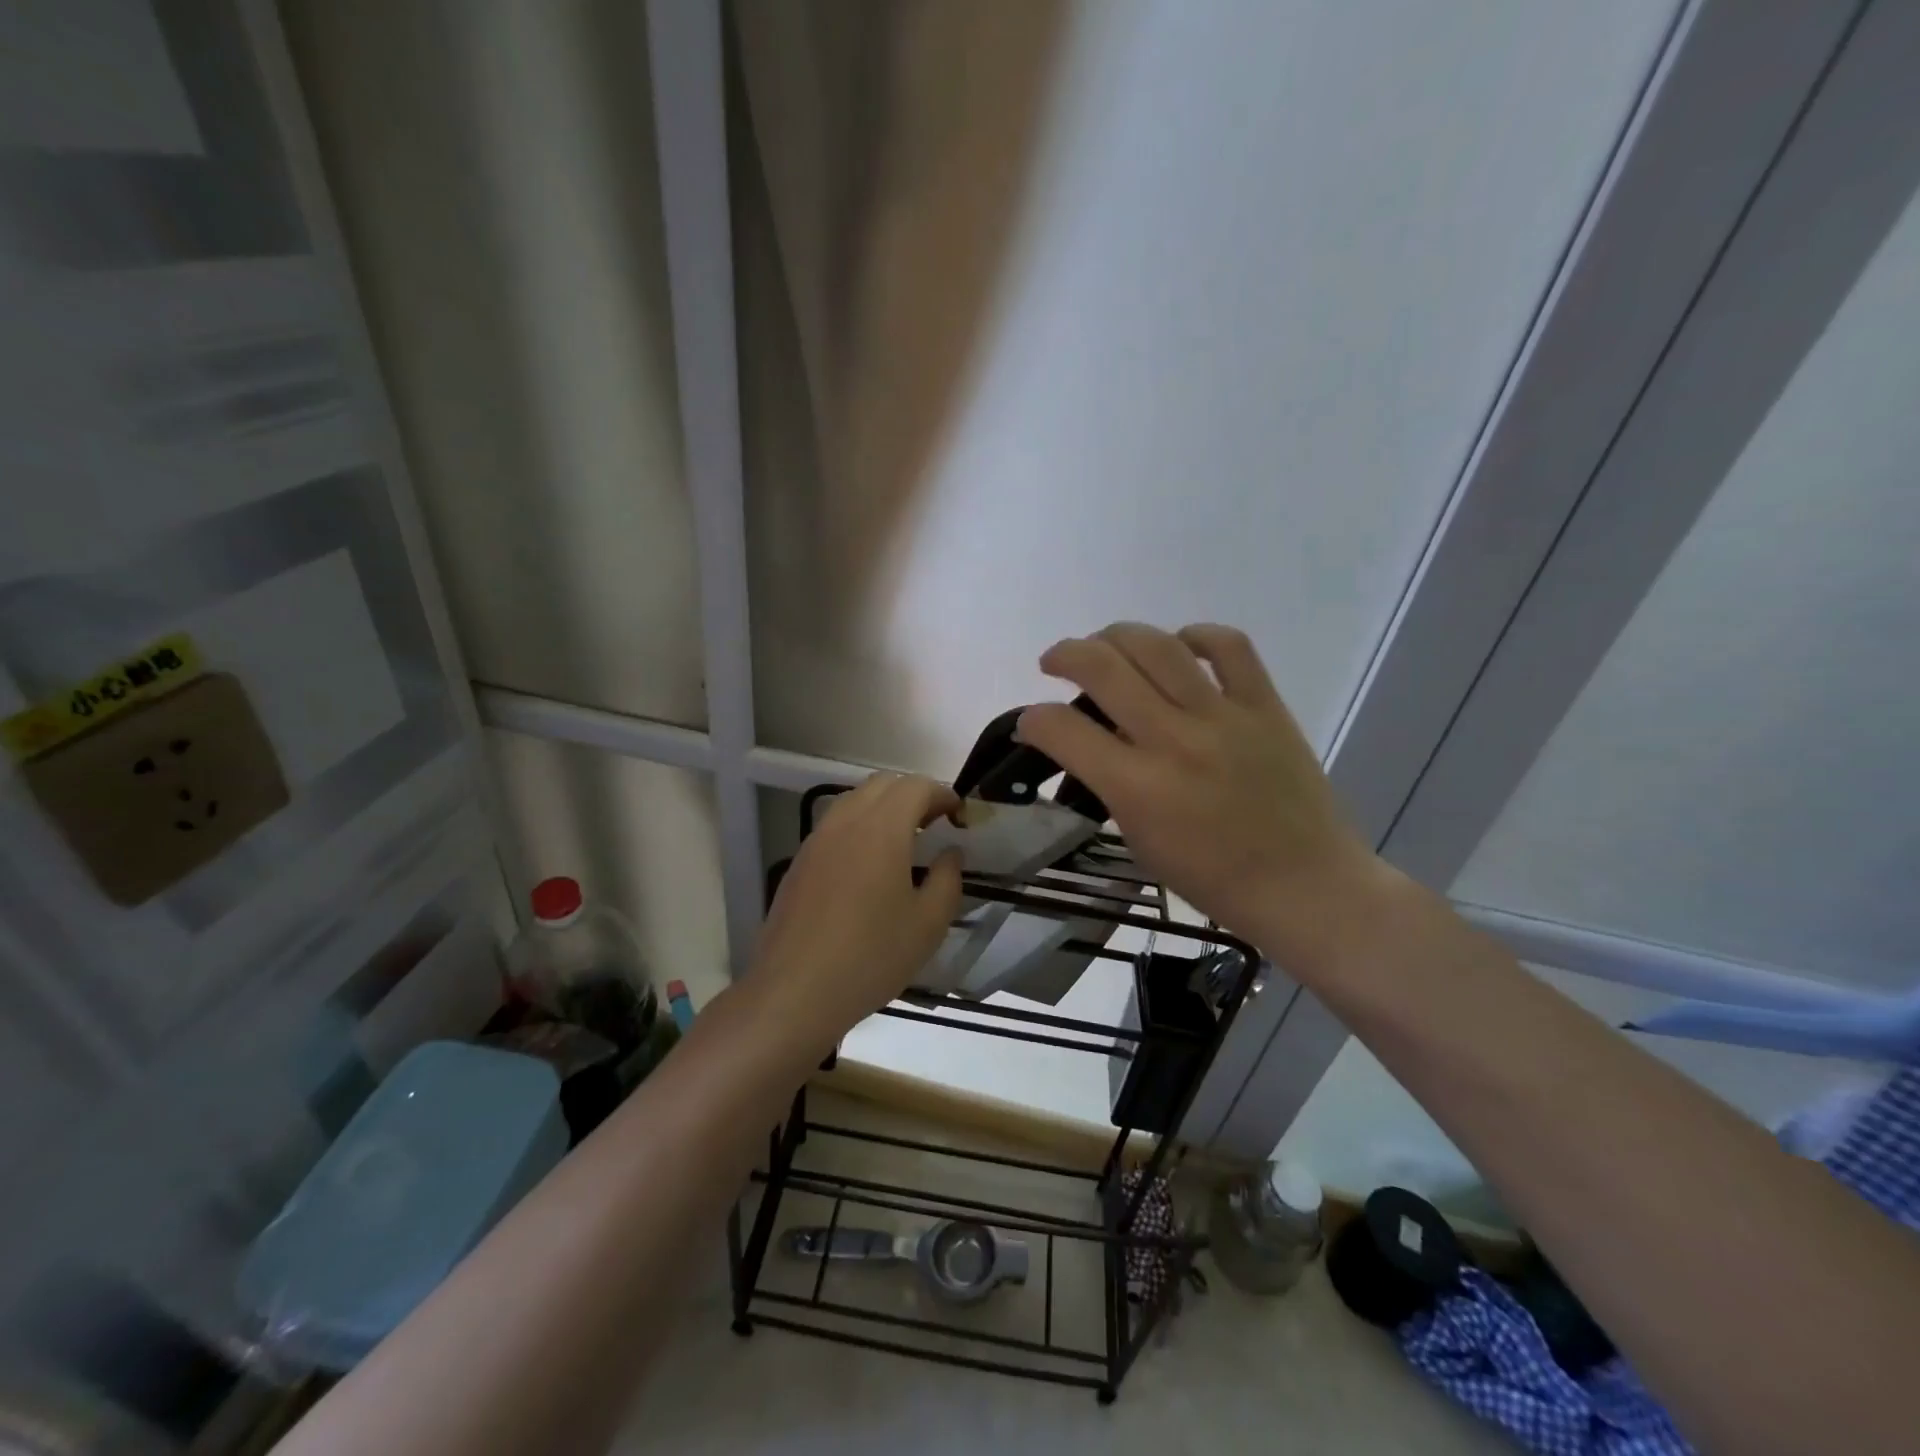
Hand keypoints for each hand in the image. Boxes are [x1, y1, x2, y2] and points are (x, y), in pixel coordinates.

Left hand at [746, 773, 962, 1052]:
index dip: (943, 794)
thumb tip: (949, 854)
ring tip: (903, 844)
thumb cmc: (871, 957)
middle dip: (914, 795)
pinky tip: (868, 868)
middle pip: (883, 784)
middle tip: (934, 826)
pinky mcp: (799, 862)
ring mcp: (816, 840)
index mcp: (882, 829)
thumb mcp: (928, 924)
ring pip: (854, 800)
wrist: (795, 992)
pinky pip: (834, 825)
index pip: (916, 786)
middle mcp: (846, 822)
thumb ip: (947, 879)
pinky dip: (859, 827)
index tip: (959, 817)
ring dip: (883, 808)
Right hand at [1016, 623, 1395, 969]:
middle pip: (1102, 666)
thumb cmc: (1213, 879)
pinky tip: (1179, 645)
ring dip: (1116, 635)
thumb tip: (1085, 745)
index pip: (1061, 728)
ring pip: (1157, 645)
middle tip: (1055, 663)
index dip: (1032, 719)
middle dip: (1063, 655)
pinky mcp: (1264, 706)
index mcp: (1137, 787)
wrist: (1305, 885)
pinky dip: (1196, 635)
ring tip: (1105, 644)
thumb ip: (1107, 786)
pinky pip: (1229, 646)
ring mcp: (1223, 716)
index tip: (1033, 723)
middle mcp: (1174, 740)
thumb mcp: (1139, 840)